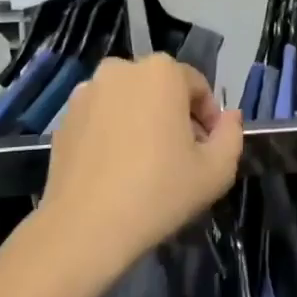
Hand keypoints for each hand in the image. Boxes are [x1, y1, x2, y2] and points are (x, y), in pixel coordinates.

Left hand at [40, 56, 243, 279]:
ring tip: (144, 164)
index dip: (208, 119)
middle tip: (178, 158)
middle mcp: (122, 68)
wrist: (84, 228)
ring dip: (142, 121)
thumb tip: (229, 117)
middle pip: (161, 89)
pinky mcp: (65, 116)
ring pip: (129, 101)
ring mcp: (88, 90)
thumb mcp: (215, 171)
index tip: (206, 151)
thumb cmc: (158, 192)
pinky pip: (101, 116)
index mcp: (162, 71)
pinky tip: (115, 169)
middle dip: (174, 116)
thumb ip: (232, 135)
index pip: (197, 87)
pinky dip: (112, 132)